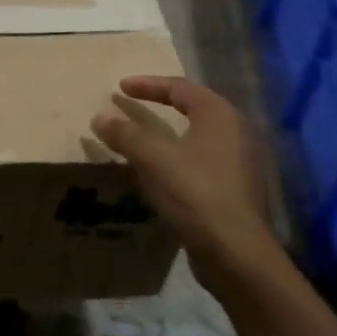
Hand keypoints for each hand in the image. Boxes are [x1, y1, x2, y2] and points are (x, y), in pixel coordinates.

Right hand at [90, 76, 282, 292]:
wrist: (234, 251)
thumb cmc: (195, 193)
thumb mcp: (153, 158)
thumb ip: (126, 134)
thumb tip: (100, 117)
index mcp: (218, 115)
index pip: (180, 87)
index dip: (148, 84)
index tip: (120, 87)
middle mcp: (234, 131)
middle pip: (193, 107)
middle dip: (161, 103)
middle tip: (133, 103)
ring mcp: (237, 161)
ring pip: (197, 136)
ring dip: (168, 132)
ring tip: (142, 136)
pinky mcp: (232, 188)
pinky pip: (199, 160)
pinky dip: (176, 156)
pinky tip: (159, 170)